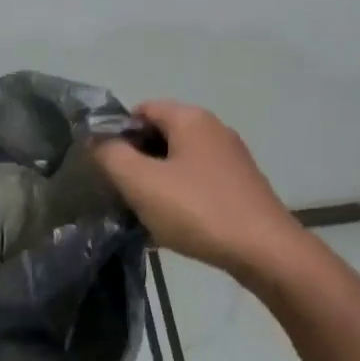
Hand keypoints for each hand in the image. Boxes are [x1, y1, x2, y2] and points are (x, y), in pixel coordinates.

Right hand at [92, 100, 304, 276]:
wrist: (263, 251)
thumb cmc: (196, 210)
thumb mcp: (140, 182)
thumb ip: (110, 155)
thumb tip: (96, 139)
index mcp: (191, 119)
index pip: (142, 109)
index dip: (117, 133)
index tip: (105, 166)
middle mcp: (214, 130)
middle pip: (161, 134)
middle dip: (136, 159)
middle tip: (120, 191)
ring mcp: (231, 159)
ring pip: (178, 161)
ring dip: (156, 181)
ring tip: (142, 211)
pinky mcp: (240, 186)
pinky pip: (197, 182)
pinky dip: (179, 196)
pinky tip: (171, 224)